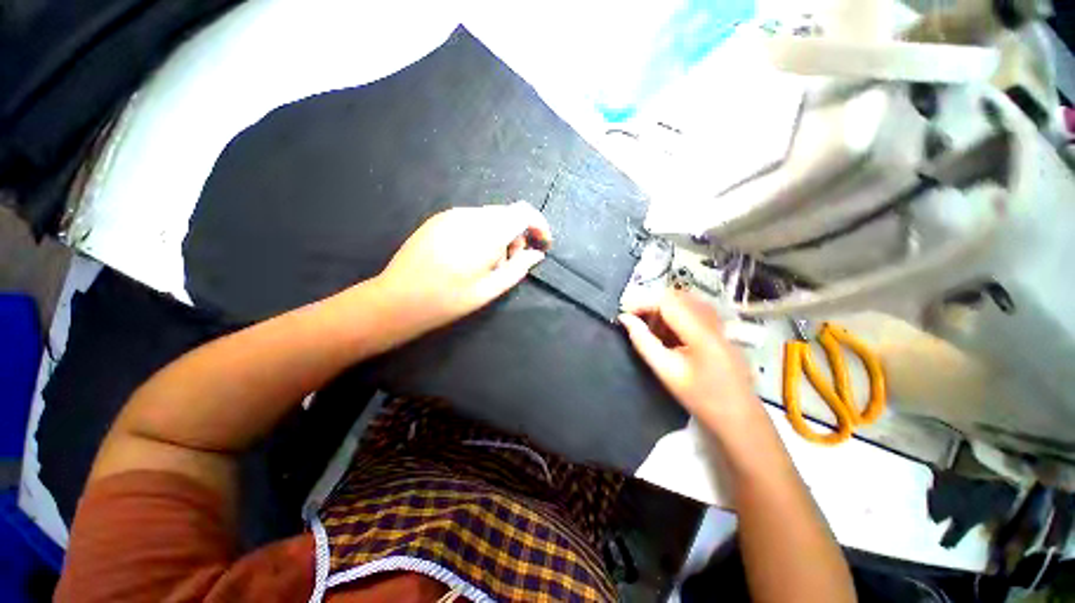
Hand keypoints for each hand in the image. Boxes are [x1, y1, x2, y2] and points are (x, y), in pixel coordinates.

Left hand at [374, 202, 551, 330]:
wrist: (398, 300)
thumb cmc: (448, 300)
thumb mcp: (489, 290)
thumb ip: (517, 269)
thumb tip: (537, 255)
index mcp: (485, 233)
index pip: (523, 212)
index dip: (539, 225)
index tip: (543, 244)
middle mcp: (469, 215)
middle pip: (507, 214)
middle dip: (518, 235)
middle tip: (510, 263)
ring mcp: (451, 215)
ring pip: (490, 217)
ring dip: (499, 235)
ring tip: (488, 264)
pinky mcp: (438, 219)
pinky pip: (472, 219)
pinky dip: (482, 233)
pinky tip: (470, 256)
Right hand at [619, 291, 758, 428]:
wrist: (739, 418)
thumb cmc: (701, 398)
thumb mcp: (666, 371)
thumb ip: (643, 342)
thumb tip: (625, 319)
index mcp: (700, 332)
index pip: (667, 301)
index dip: (642, 302)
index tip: (624, 313)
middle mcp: (712, 321)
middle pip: (676, 297)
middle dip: (651, 304)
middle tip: (634, 320)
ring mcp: (719, 324)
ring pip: (684, 302)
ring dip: (662, 310)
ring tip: (649, 328)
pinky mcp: (720, 330)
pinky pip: (693, 311)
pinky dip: (675, 316)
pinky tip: (667, 334)